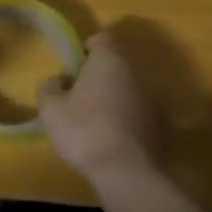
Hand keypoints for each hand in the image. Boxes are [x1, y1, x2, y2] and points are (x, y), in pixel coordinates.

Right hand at [37, 30, 163, 184]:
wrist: (126, 173)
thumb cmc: (84, 131)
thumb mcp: (50, 109)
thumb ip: (49, 87)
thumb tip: (58, 81)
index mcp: (109, 62)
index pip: (100, 39)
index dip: (85, 48)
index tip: (72, 67)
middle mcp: (136, 75)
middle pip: (115, 66)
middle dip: (97, 77)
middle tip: (77, 97)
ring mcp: (154, 102)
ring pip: (129, 91)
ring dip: (113, 99)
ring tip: (94, 122)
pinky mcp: (162, 128)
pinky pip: (139, 115)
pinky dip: (127, 121)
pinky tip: (112, 140)